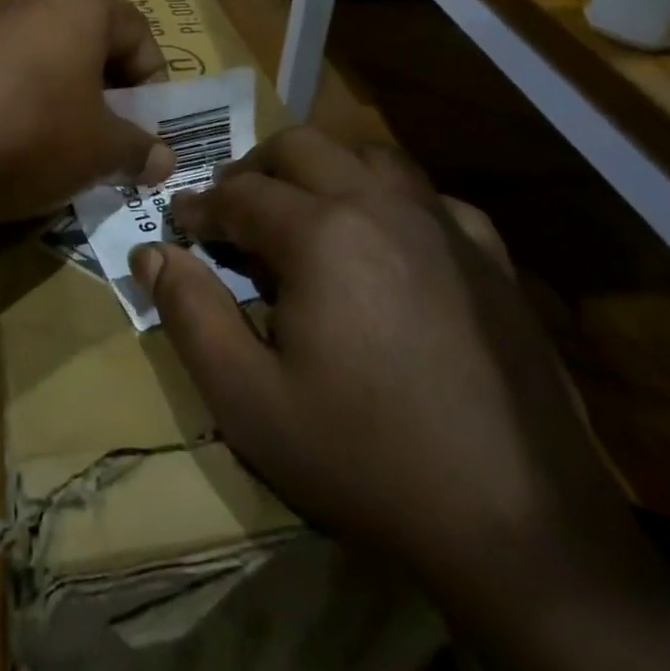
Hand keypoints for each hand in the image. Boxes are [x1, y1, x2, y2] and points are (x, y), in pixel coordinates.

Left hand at [0, 0, 175, 229]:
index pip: (137, 31)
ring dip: (57, 103)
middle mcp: (28, 3)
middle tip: (104, 142)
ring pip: (39, 62)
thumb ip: (138, 151)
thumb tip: (163, 159)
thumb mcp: (97, 152)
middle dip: (103, 95)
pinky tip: (1, 151)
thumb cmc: (28, 135)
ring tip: (54, 154)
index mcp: (79, 9)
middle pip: (85, 44)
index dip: (152, 80)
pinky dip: (12, 108)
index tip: (144, 127)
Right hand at [132, 126, 653, 625]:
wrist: (517, 524)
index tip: (180, 223)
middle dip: (255, 168)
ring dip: (324, 168)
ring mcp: (444, 225)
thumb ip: (190, 315)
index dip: (200, 205)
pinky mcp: (491, 257)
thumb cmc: (363, 459)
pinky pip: (430, 198)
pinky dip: (392, 200)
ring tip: (303, 210)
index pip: (240, 193)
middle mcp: (382, 206)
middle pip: (303, 147)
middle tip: (232, 208)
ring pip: (371, 156)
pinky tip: (388, 241)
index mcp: (321, 233)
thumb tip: (152, 253)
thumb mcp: (248, 400)